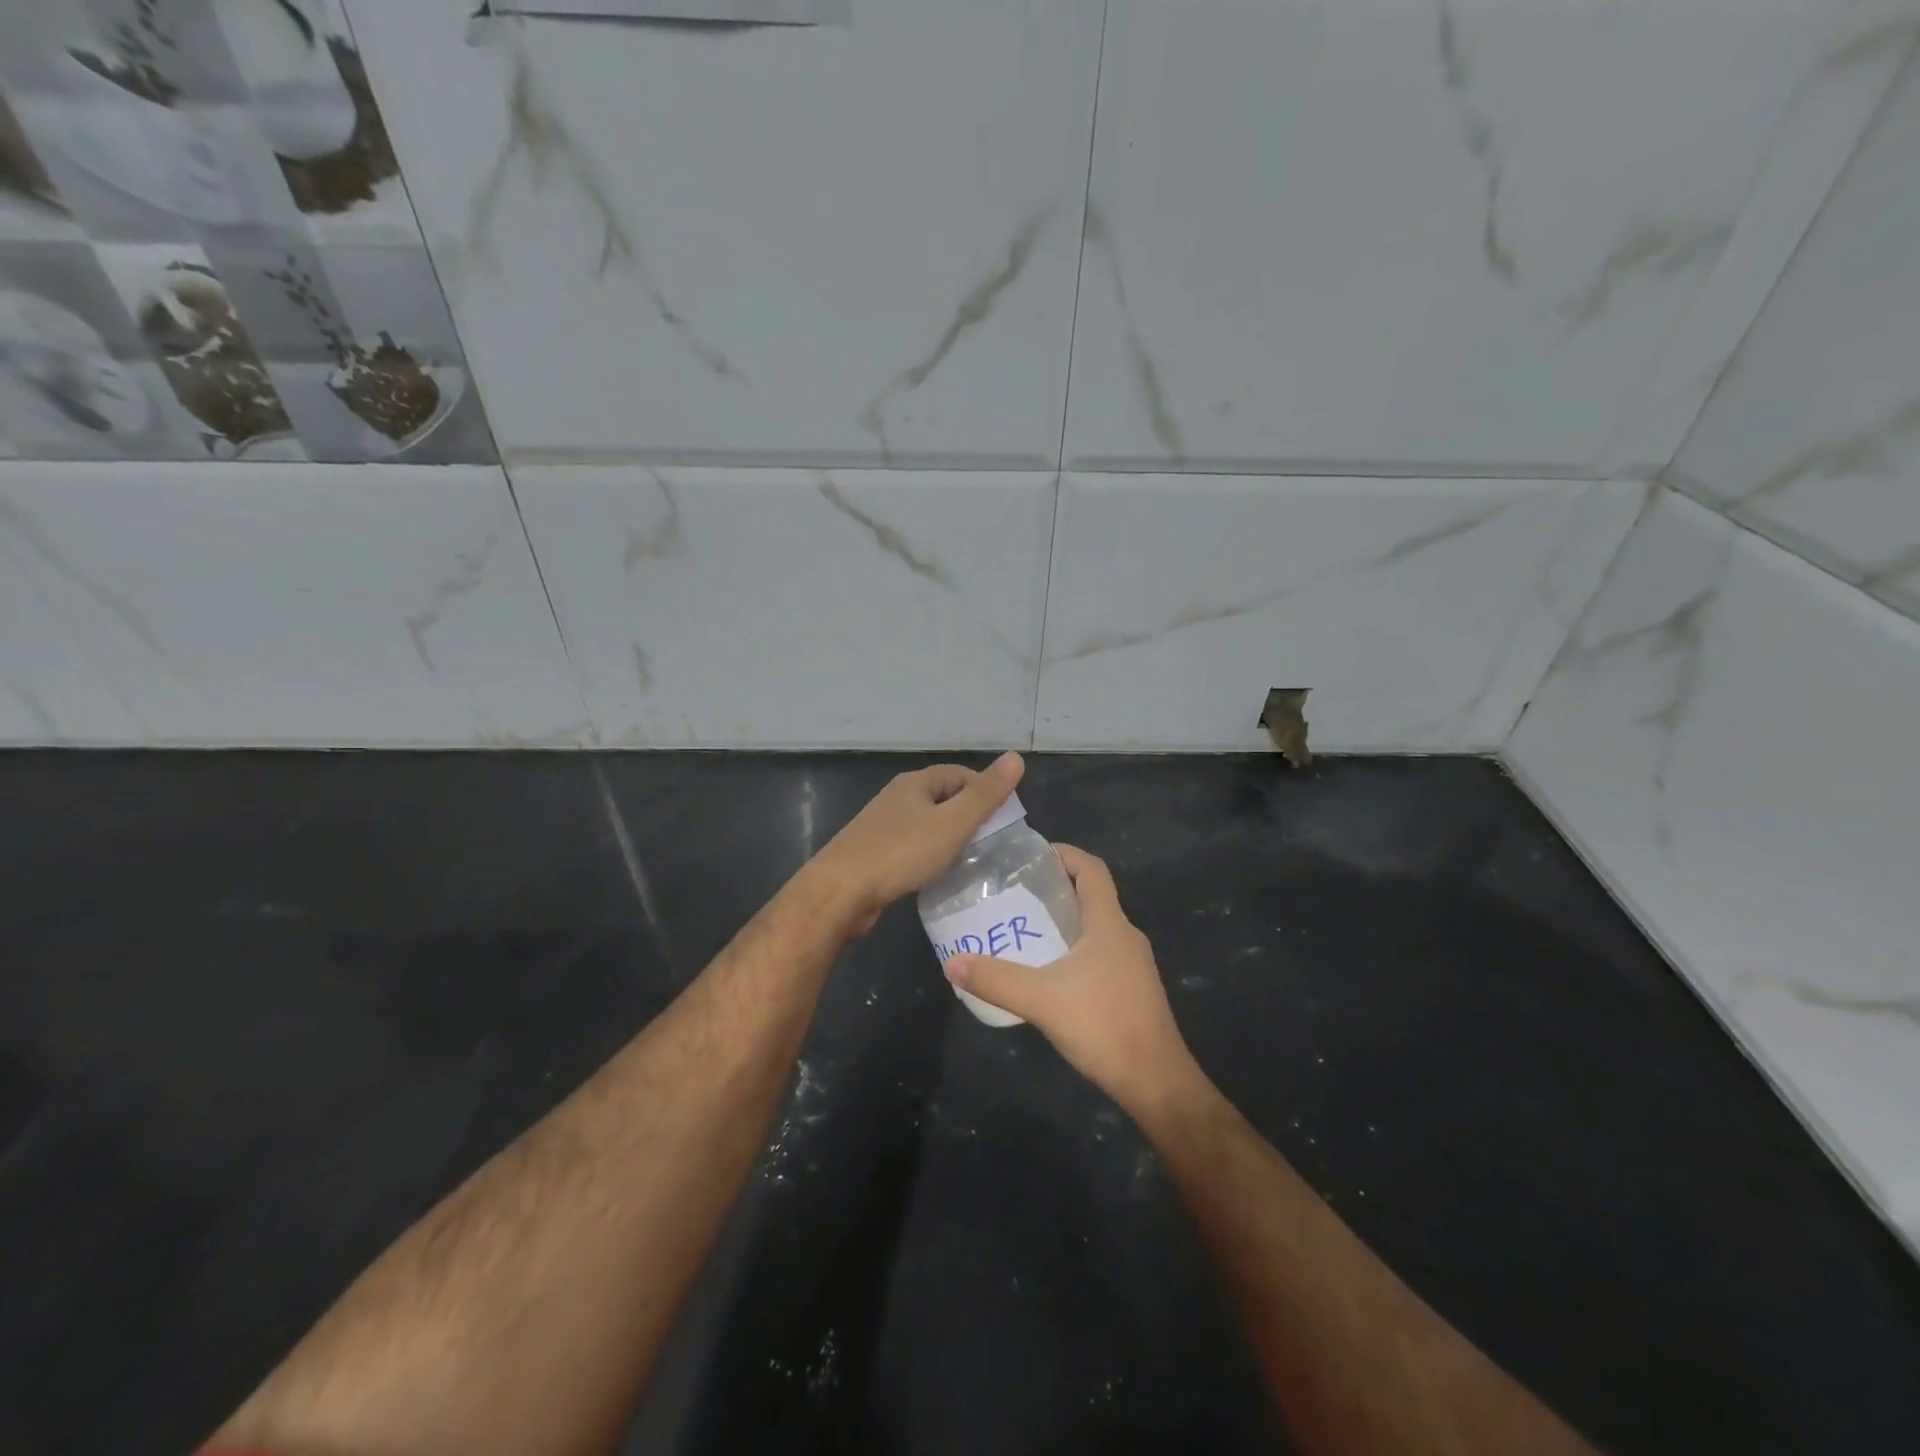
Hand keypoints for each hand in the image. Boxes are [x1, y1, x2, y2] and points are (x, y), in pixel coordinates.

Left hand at [809, 751, 1024, 935]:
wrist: (840, 892)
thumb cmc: (900, 853)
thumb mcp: (952, 823)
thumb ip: (985, 794)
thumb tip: (1016, 757)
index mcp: (915, 783)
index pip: (961, 775)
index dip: (986, 791)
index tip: (1006, 819)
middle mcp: (897, 798)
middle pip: (943, 798)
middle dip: (970, 816)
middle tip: (994, 843)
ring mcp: (883, 827)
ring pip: (928, 825)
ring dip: (950, 838)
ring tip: (973, 861)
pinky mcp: (875, 855)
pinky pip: (913, 848)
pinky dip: (931, 856)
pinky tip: (940, 876)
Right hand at [944, 846, 1203, 1116]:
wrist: (1156, 1082)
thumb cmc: (1104, 1026)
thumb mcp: (1042, 1000)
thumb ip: (996, 980)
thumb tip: (952, 962)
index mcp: (1110, 924)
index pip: (1092, 869)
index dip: (1065, 854)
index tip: (1032, 855)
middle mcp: (1126, 936)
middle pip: (1093, 895)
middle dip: (1057, 887)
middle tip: (1017, 892)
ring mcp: (1133, 964)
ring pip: (1097, 926)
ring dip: (1066, 920)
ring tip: (1026, 928)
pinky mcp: (1133, 989)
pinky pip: (1101, 952)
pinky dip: (1075, 948)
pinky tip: (1050, 971)